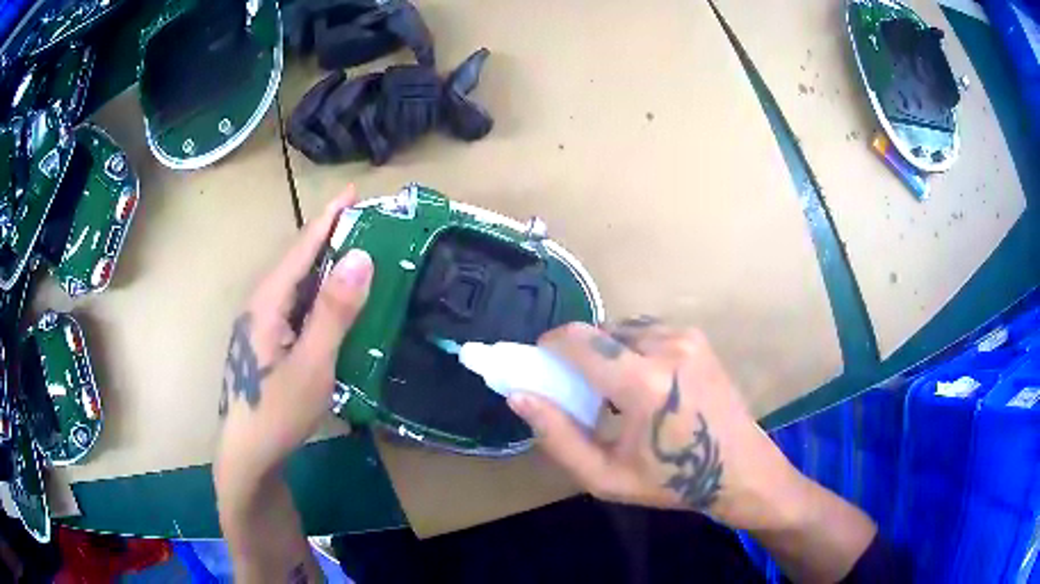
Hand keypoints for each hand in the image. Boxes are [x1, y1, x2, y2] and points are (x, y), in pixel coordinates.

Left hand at [215, 186, 373, 489]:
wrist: (249, 455)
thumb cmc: (278, 411)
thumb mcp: (313, 363)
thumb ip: (334, 311)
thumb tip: (361, 256)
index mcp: (268, 302)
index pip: (302, 248)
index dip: (329, 218)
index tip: (354, 192)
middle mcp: (261, 305)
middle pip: (297, 261)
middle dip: (330, 237)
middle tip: (367, 223)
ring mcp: (261, 325)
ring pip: (296, 284)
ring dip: (325, 265)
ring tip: (358, 254)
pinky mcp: (267, 342)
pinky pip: (296, 306)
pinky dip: (319, 293)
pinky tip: (335, 303)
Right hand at [508, 319, 806, 531]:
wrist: (739, 469)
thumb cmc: (671, 481)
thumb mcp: (605, 476)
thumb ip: (558, 435)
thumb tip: (519, 395)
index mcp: (644, 383)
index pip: (580, 340)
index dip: (550, 345)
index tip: (540, 364)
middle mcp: (667, 347)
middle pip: (600, 332)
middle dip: (580, 354)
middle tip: (580, 390)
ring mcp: (687, 337)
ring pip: (623, 329)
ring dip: (608, 352)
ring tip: (615, 391)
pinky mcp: (698, 338)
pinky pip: (647, 331)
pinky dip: (632, 349)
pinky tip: (644, 382)